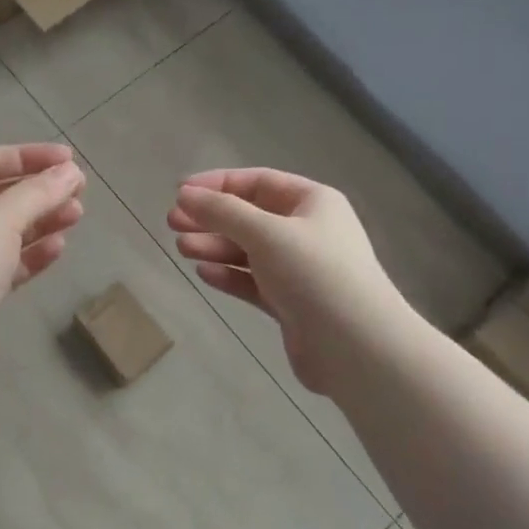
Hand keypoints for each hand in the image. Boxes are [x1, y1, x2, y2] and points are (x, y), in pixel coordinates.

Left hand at [0, 143, 85, 385]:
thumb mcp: (1, 217)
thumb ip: (39, 192)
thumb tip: (71, 172)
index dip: (30, 156)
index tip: (69, 161)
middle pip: (0, 196)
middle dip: (40, 191)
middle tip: (78, 193)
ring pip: (7, 231)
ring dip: (42, 221)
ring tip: (76, 216)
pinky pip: (8, 264)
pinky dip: (33, 254)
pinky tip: (58, 248)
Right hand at [168, 168, 397, 394]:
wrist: (356, 346)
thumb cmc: (314, 274)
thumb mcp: (265, 233)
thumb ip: (222, 212)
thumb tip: (184, 195)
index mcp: (313, 202)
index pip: (258, 182)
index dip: (218, 184)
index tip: (180, 193)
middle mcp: (308, 231)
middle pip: (251, 217)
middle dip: (211, 218)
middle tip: (172, 223)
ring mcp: (300, 270)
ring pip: (249, 251)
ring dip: (216, 247)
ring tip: (182, 248)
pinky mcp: (292, 304)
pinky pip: (254, 282)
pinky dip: (230, 276)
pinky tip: (204, 274)